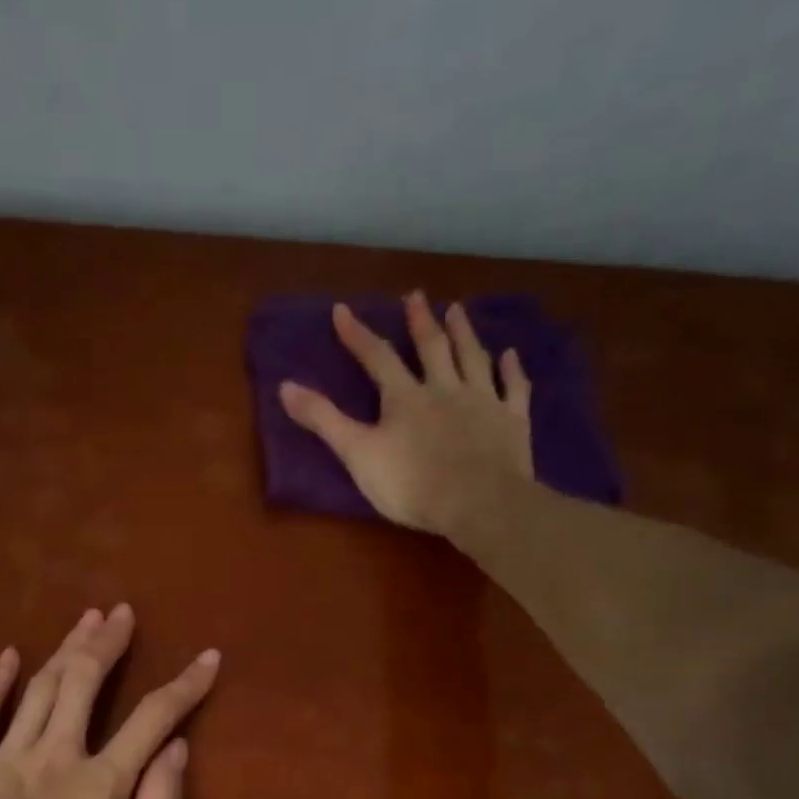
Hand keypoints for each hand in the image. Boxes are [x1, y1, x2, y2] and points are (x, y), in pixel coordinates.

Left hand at [0, 605, 219, 798]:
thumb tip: (177, 749)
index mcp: (101, 782)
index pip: (153, 718)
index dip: (185, 685)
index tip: (208, 658)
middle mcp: (55, 755)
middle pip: (85, 682)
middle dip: (108, 643)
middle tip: (122, 613)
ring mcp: (5, 759)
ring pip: (39, 688)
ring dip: (65, 649)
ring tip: (85, 619)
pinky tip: (9, 656)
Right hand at [278, 291, 534, 537]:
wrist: (478, 503)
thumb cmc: (411, 484)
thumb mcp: (357, 454)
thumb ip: (324, 420)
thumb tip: (285, 386)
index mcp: (405, 397)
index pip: (377, 358)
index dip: (358, 335)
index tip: (343, 310)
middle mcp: (444, 388)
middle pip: (431, 348)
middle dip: (420, 322)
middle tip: (416, 296)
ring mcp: (483, 401)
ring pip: (472, 358)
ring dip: (464, 333)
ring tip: (457, 310)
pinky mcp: (512, 421)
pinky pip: (513, 389)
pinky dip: (512, 370)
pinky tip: (511, 356)